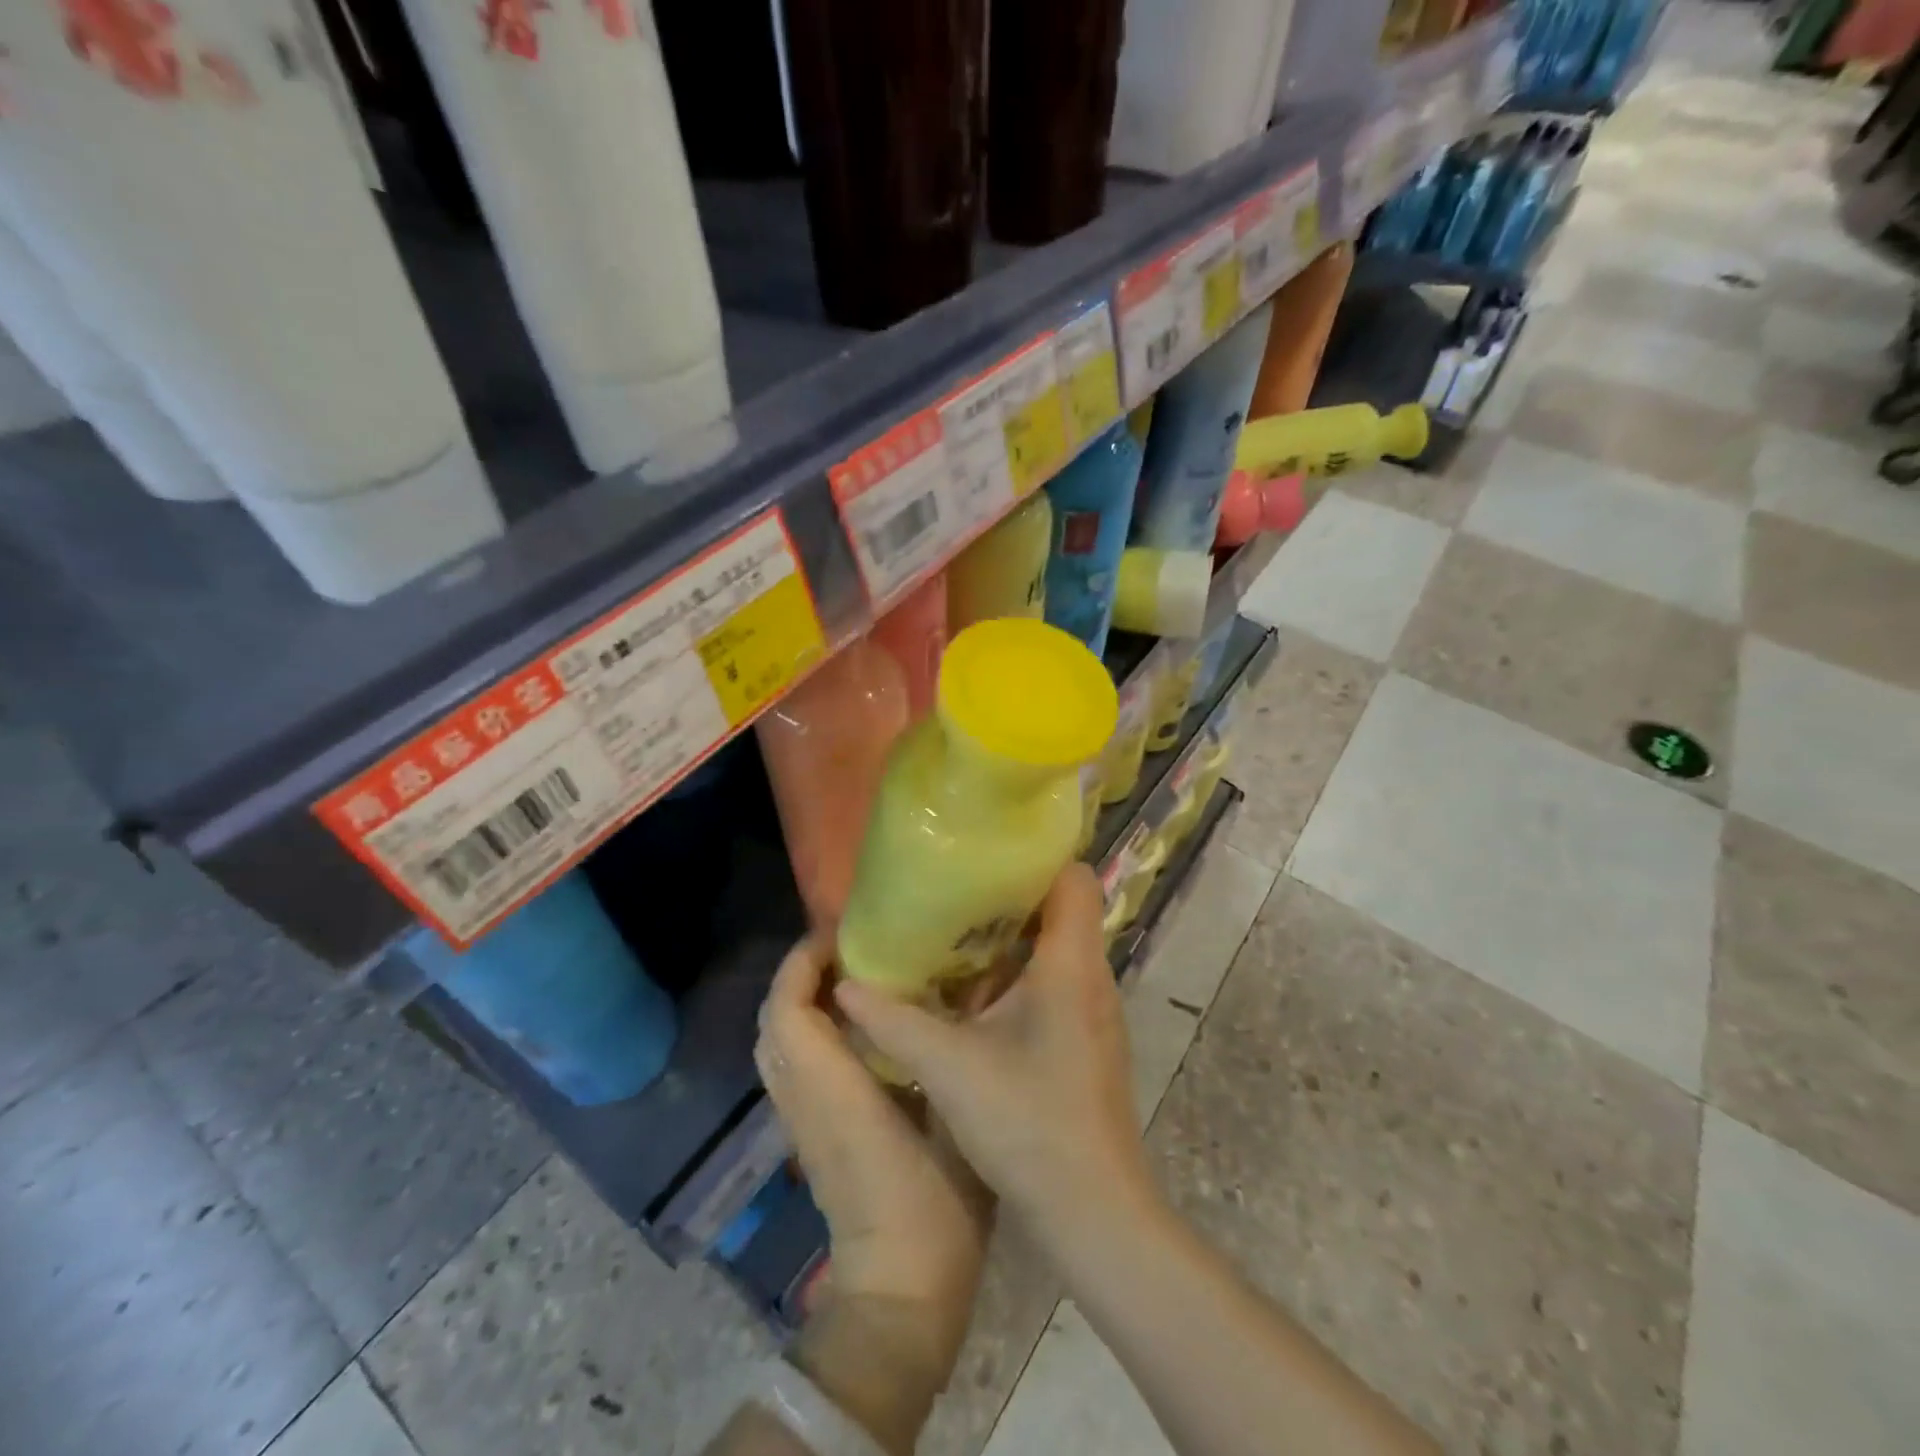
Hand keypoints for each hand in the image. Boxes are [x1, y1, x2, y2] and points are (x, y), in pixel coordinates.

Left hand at [754, 936, 989, 1378]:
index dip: (803, 962)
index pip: (788, 1010)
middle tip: (850, 947)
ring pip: (775, 1041)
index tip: (842, 931)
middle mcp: (802, 1098)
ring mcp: (798, 1120)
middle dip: (800, 972)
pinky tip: (853, 1024)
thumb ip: (942, 1058)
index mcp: (833, 1091)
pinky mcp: (805, 1135)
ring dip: (800, 998)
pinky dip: (805, 1028)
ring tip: (851, 975)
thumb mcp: (953, 1122)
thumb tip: (954, 998)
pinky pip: (789, 1063)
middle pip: (772, 1019)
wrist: (898, 1298)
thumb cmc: (934, 1210)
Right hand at [833, 864, 1155, 1253]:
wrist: (1094, 1212)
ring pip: (1055, 948)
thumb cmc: (1028, 1123)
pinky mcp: (1087, 1039)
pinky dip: (1018, 976)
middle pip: (1060, 908)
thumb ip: (893, 1020)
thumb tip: (845, 983)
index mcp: (1070, 963)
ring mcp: (1093, 1010)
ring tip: (954, 936)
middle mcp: (1091, 976)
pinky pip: (1054, 982)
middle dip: (1008, 896)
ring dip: (1010, 939)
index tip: (983, 857)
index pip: (1072, 877)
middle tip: (953, 894)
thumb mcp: (949, 1066)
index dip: (1034, 858)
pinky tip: (974, 997)